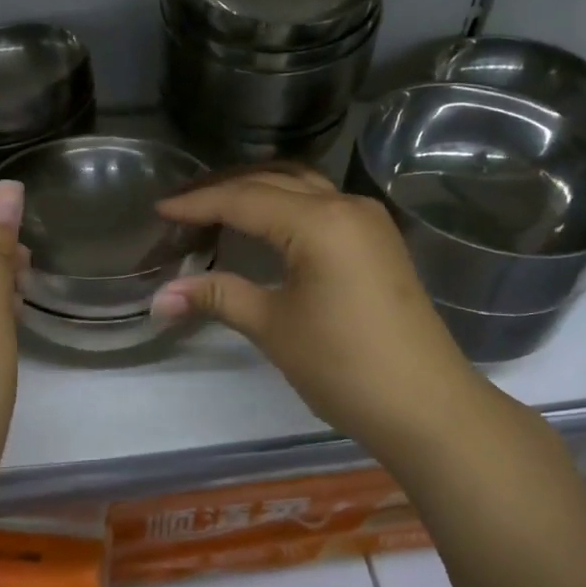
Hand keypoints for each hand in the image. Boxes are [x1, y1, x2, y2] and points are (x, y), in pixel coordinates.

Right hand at [151, 167, 501, 467]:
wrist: (427, 406)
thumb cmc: (345, 366)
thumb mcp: (274, 327)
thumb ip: (218, 298)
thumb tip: (159, 298)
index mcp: (319, 221)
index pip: (244, 199)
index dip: (198, 203)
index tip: (159, 210)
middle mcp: (346, 206)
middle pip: (273, 180)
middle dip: (224, 188)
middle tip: (180, 203)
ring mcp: (368, 221)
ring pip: (302, 186)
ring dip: (257, 190)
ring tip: (214, 205)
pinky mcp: (377, 241)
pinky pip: (322, 204)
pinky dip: (285, 203)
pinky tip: (264, 222)